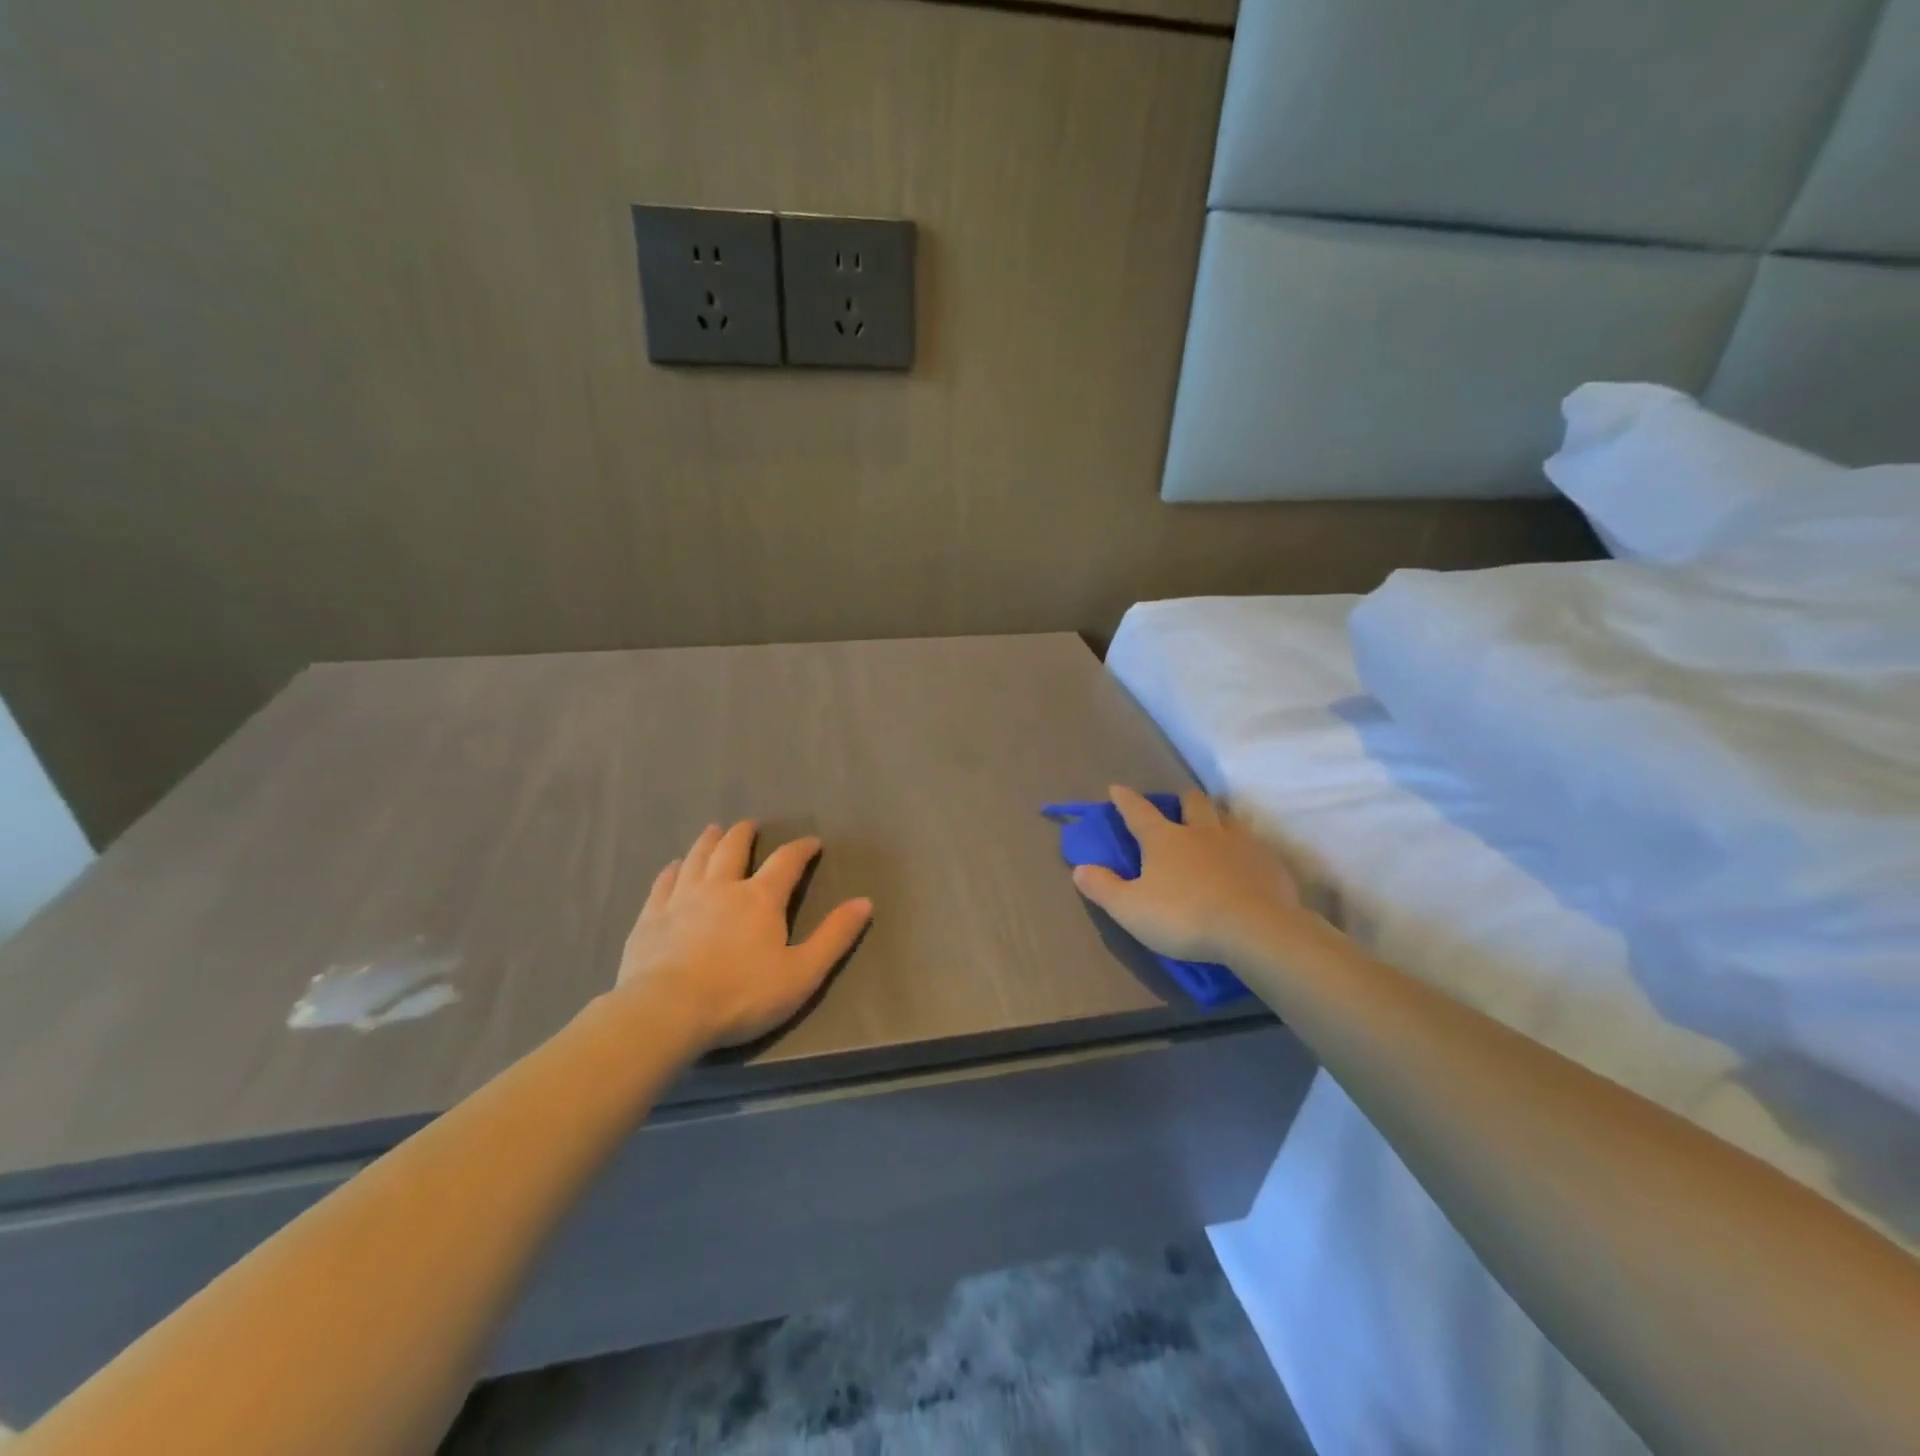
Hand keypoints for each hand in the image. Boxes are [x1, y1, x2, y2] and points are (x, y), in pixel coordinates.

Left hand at [615, 822, 872, 1051]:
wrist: (666, 1012)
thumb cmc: (741, 995)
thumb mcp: (802, 973)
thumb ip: (834, 936)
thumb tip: (865, 902)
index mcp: (760, 898)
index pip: (786, 862)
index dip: (801, 849)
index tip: (812, 843)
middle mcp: (721, 887)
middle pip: (733, 849)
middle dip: (744, 834)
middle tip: (749, 826)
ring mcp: (682, 898)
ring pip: (697, 858)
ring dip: (708, 841)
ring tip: (714, 830)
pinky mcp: (651, 917)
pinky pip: (664, 882)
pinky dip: (672, 869)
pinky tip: (673, 866)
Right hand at [1072, 786, 1304, 966]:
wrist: (1254, 930)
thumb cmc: (1183, 917)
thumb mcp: (1130, 909)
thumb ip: (1103, 887)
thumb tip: (1079, 868)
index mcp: (1164, 839)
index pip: (1138, 812)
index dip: (1125, 800)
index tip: (1117, 788)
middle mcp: (1201, 832)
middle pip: (1192, 803)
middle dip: (1182, 800)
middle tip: (1179, 805)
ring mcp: (1239, 844)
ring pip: (1227, 819)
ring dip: (1217, 819)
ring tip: (1214, 829)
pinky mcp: (1268, 863)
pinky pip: (1255, 846)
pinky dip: (1245, 850)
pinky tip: (1246, 865)